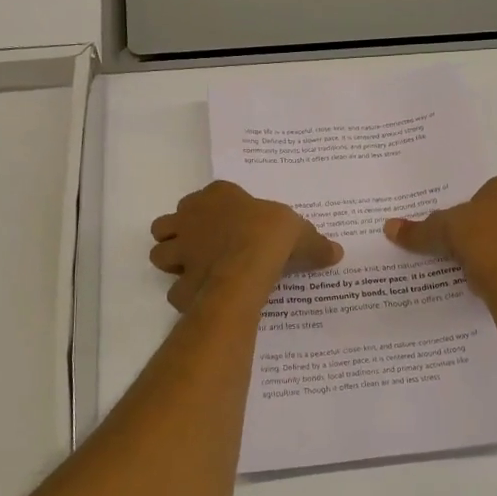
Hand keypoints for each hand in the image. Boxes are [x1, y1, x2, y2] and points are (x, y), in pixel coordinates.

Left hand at [151, 181, 342, 311]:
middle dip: (180, 235)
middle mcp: (192, 217)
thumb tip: (336, 251)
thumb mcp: (301, 233)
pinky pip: (175, 290)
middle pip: (170, 223)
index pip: (208, 196)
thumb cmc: (271, 235)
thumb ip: (314, 243)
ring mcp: (181, 249)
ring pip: (160, 253)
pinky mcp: (180, 280)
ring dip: (173, 261)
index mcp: (219, 195)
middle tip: (204, 248)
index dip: (215, 210)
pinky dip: (185, 295)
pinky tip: (203, 299)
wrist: (249, 265)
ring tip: (195, 271)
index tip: (232, 223)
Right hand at [384, 175, 496, 301]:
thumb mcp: (437, 230)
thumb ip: (416, 229)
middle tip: (459, 237)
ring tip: (468, 258)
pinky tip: (481, 272)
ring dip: (493, 242)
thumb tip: (388, 227)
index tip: (456, 218)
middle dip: (483, 222)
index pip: (488, 189)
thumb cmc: (474, 238)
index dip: (471, 203)